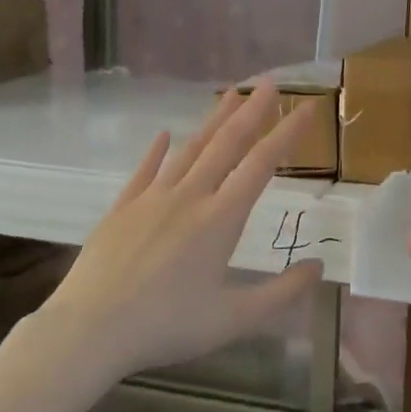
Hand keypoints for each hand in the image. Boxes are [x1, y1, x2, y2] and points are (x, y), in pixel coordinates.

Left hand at [28, 83, 324, 387]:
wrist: (91, 328)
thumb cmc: (167, 325)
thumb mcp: (235, 319)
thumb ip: (281, 293)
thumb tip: (319, 267)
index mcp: (220, 220)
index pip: (261, 165)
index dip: (286, 134)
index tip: (305, 108)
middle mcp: (189, 197)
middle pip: (226, 145)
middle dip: (251, 112)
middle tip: (269, 83)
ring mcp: (152, 199)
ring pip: (189, 150)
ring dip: (212, 122)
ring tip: (229, 95)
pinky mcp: (122, 208)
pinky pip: (145, 171)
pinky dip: (157, 151)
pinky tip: (165, 134)